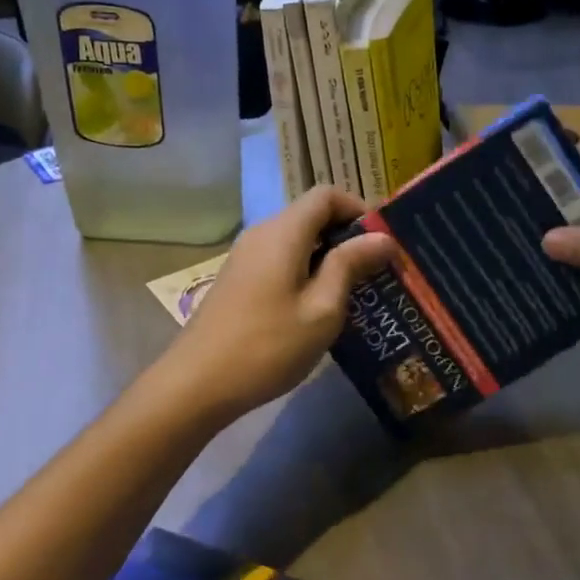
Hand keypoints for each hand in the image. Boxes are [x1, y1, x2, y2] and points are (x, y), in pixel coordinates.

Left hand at [161, 186, 395, 421]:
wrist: (196, 384)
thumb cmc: (268, 346)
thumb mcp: (322, 309)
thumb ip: (350, 266)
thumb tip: (382, 237)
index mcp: (284, 232)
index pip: (327, 195)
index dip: (359, 210)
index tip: (382, 244)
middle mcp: (262, 233)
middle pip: (311, 215)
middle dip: (347, 236)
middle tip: (376, 272)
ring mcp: (245, 257)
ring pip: (296, 240)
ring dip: (328, 257)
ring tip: (354, 292)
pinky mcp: (238, 280)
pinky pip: (280, 260)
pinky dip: (306, 271)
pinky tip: (318, 307)